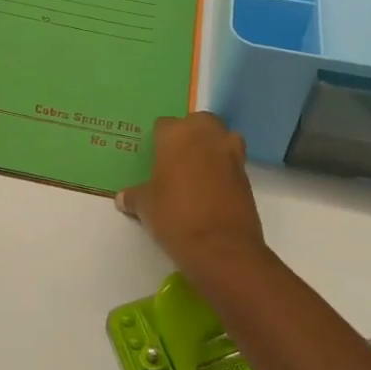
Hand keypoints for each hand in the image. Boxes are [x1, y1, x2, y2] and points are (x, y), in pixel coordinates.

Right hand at [116, 112, 264, 274]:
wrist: (222, 248)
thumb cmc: (175, 217)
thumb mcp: (145, 207)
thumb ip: (134, 196)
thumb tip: (123, 197)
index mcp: (176, 135)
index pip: (164, 125)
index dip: (158, 140)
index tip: (154, 157)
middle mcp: (206, 135)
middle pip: (198, 121)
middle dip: (190, 134)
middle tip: (177, 158)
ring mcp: (231, 153)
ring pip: (222, 137)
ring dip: (213, 146)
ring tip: (199, 169)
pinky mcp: (247, 175)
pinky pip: (233, 161)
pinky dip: (225, 169)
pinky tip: (213, 189)